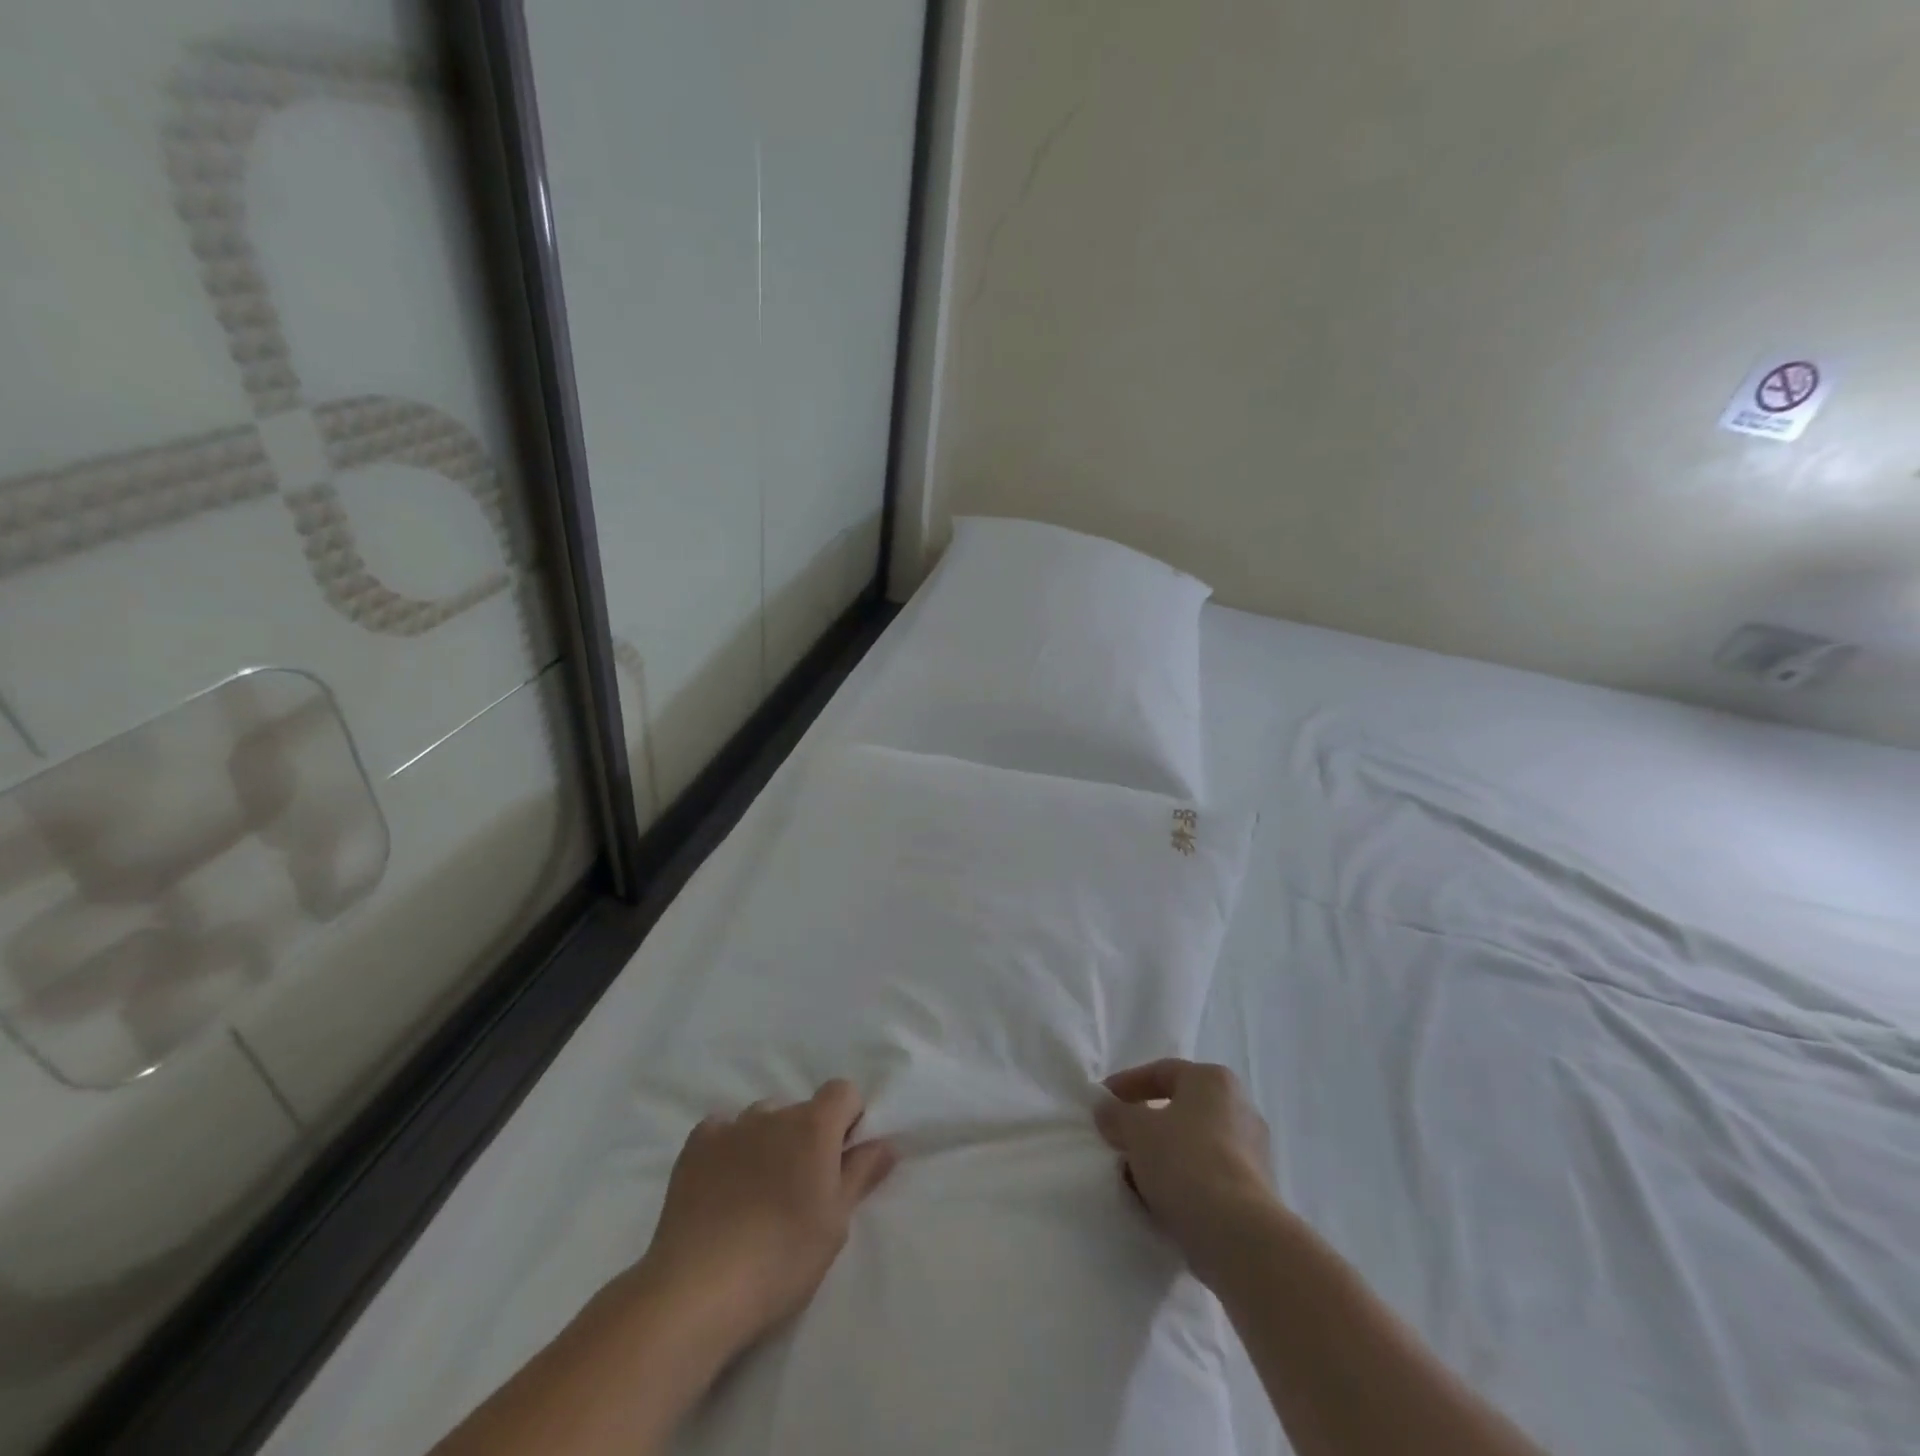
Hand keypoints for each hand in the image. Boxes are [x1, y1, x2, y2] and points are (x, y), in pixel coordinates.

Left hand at [636, 1080, 896, 1359]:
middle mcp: (774, 1113)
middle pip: (801, 1110)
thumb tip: (885, 1142)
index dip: (847, 1120)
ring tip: (758, 1191)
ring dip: (769, 1141)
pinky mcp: (695, 1146)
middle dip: (807, 1137)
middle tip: (799, 1188)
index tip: (840, 1160)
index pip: (843, 1092)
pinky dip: (729, 1147)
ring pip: (762, 1119)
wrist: (698, 1290)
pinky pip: (722, 1130)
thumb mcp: (835, 1223)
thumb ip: (861, 1174)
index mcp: (814, 1125)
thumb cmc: (782, 1258)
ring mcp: (731, 1126)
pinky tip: (723, 1184)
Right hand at [1096, 1059, 1277, 1287]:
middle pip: (1180, 1109)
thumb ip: (1116, 1114)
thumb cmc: (1184, 1162)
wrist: (1237, 1234)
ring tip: (1132, 1177)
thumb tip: (1106, 1109)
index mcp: (1213, 1080)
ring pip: (1193, 1145)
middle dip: (1145, 1126)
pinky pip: (1208, 1176)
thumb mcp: (1136, 1130)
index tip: (1102, 1104)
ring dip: (1162, 1157)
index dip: (1127, 1085)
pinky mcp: (1257, 1192)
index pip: (1161, 1072)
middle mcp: (1239, 1107)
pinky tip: (1158, 1202)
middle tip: (1117, 1140)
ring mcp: (1253, 1151)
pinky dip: (1182, 1183)